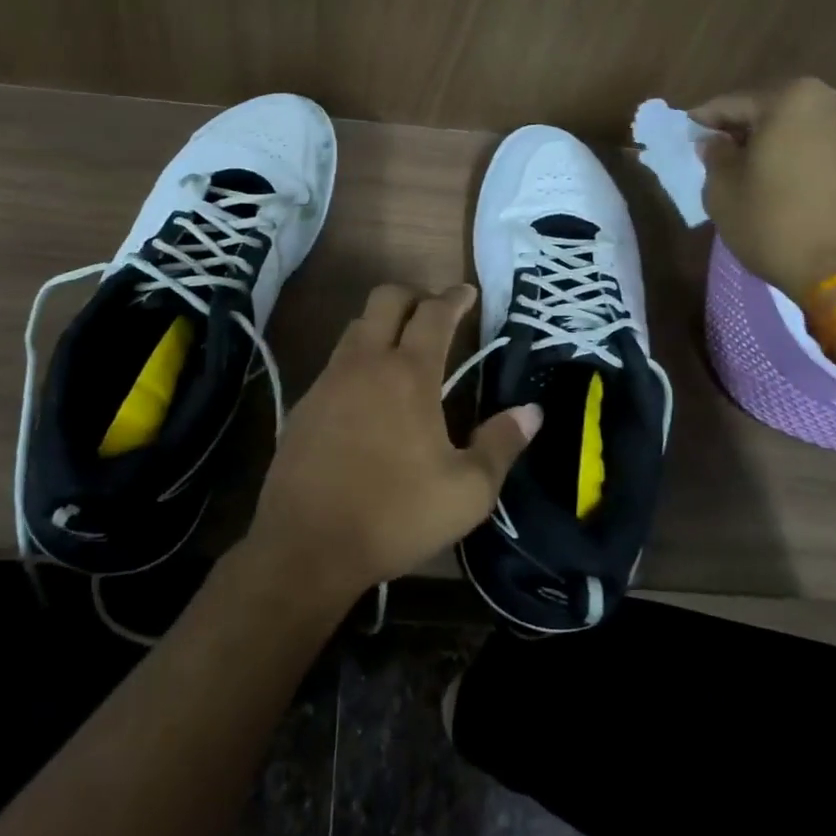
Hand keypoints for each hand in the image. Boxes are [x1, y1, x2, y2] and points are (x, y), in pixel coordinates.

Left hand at [248, 284, 541, 603]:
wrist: (306, 544)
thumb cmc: (395, 515)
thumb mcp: (467, 492)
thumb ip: (501, 445)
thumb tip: (531, 412)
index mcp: (409, 374)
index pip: (434, 314)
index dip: (454, 297)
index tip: (468, 292)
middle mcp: (365, 363)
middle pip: (386, 299)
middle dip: (414, 294)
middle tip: (436, 312)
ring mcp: (329, 380)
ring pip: (357, 326)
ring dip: (383, 323)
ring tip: (403, 346)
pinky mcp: (305, 402)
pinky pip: (336, 360)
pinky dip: (359, 356)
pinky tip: (369, 391)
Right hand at [694, 77, 835, 300]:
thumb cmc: (778, 225)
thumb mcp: (724, 193)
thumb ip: (716, 157)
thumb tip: (718, 143)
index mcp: (793, 99)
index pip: (734, 103)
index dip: (707, 119)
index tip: (690, 130)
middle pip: (778, 110)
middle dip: (750, 129)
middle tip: (726, 151)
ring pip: (811, 127)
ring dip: (785, 142)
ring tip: (764, 169)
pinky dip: (814, 157)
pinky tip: (798, 181)